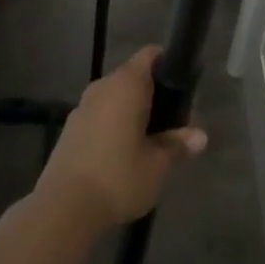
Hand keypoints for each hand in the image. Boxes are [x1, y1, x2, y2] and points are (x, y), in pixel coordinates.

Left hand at [38, 46, 207, 231]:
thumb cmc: (119, 178)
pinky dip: (114, 126)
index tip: (184, 89)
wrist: (64, 207)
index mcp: (126, 85)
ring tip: (151, 143)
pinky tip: (123, 155)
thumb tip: (200, 136)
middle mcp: (102, 87)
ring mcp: (81, 108)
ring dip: (133, 112)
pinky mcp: (69, 130)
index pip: (150, 55)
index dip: (168, 65)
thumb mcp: (158, 165)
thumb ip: (178, 145)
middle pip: (133, 78)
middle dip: (154, 96)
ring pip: (114, 98)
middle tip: (174, 125)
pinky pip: (99, 116)